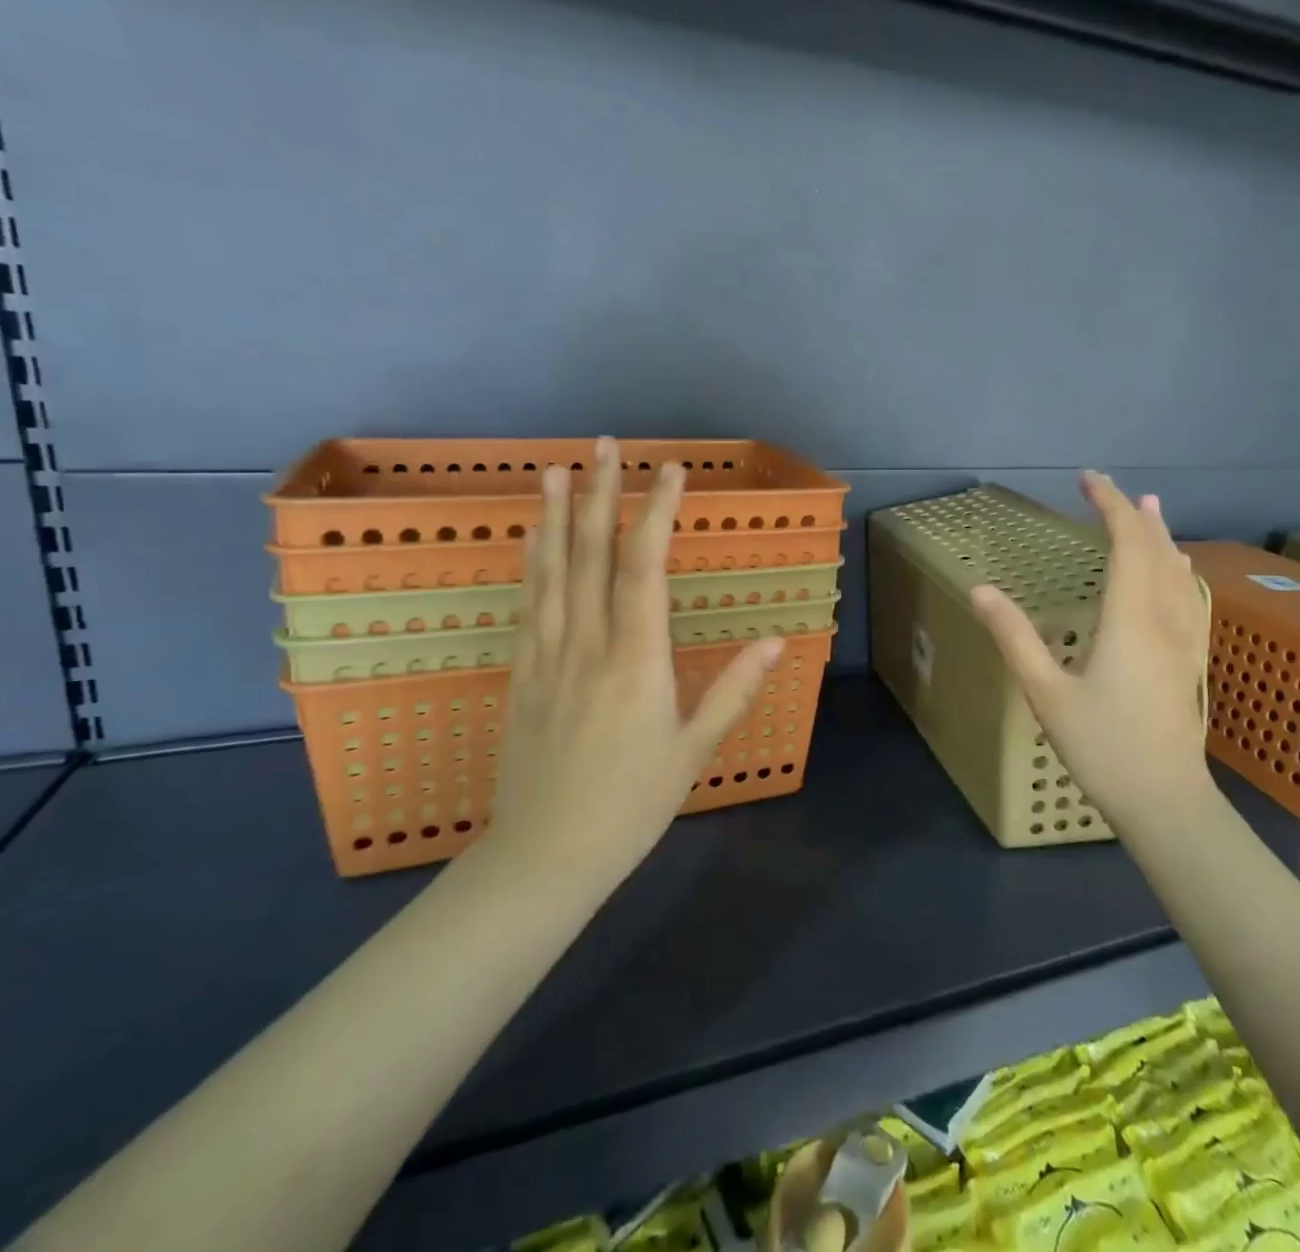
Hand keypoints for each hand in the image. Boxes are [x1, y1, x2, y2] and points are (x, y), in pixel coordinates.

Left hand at [486, 438, 782, 889]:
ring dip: (557, 516)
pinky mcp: (521, 672)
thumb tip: (778, 641)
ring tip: (557, 469)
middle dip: (602, 494)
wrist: (545, 855)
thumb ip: (734, 690)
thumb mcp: (694, 751)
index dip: (658, 513)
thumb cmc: (632, 805)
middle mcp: (589, 644)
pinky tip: (532, 536)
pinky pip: (528, 604)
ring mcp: (548, 655)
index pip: (646, 567)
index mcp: (637, 661)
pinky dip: (532, 562)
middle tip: (607, 445)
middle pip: (593, 554)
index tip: (672, 472)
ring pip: (552, 571)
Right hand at [970, 471, 1213, 829]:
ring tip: (1150, 510)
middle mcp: (1164, 618)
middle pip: (1156, 551)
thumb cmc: (1103, 747)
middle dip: (1133, 514)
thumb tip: (981, 589)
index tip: (1086, 480)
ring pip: (1178, 572)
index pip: (1126, 544)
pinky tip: (1178, 573)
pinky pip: (1189, 597)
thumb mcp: (1045, 693)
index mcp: (1131, 619)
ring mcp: (1185, 640)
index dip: (1108, 506)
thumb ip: (1014, 637)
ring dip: (1160, 536)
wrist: (1166, 802)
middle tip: (1110, 488)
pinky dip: (1178, 569)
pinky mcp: (1191, 659)